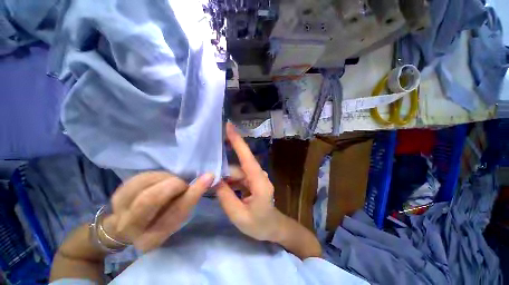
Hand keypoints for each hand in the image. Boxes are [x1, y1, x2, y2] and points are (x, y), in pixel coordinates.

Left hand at [101, 171, 213, 252]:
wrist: (129, 226)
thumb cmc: (160, 220)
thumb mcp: (178, 216)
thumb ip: (189, 200)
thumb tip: (207, 177)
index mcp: (152, 238)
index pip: (175, 213)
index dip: (193, 193)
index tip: (208, 176)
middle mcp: (131, 229)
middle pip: (151, 199)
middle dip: (173, 185)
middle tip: (181, 184)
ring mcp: (119, 211)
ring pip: (144, 184)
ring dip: (164, 179)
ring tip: (169, 183)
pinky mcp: (116, 195)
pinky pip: (139, 177)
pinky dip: (155, 175)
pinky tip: (158, 181)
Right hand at [216, 123, 282, 241]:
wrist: (273, 227)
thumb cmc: (260, 225)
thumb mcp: (239, 216)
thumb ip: (226, 197)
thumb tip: (215, 180)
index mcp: (259, 181)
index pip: (247, 157)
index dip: (238, 141)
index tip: (229, 126)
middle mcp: (258, 175)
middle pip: (238, 166)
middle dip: (223, 168)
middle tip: (207, 168)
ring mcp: (256, 177)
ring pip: (237, 172)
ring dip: (225, 176)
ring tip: (212, 183)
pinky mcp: (253, 180)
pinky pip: (239, 176)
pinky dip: (229, 180)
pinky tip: (221, 185)